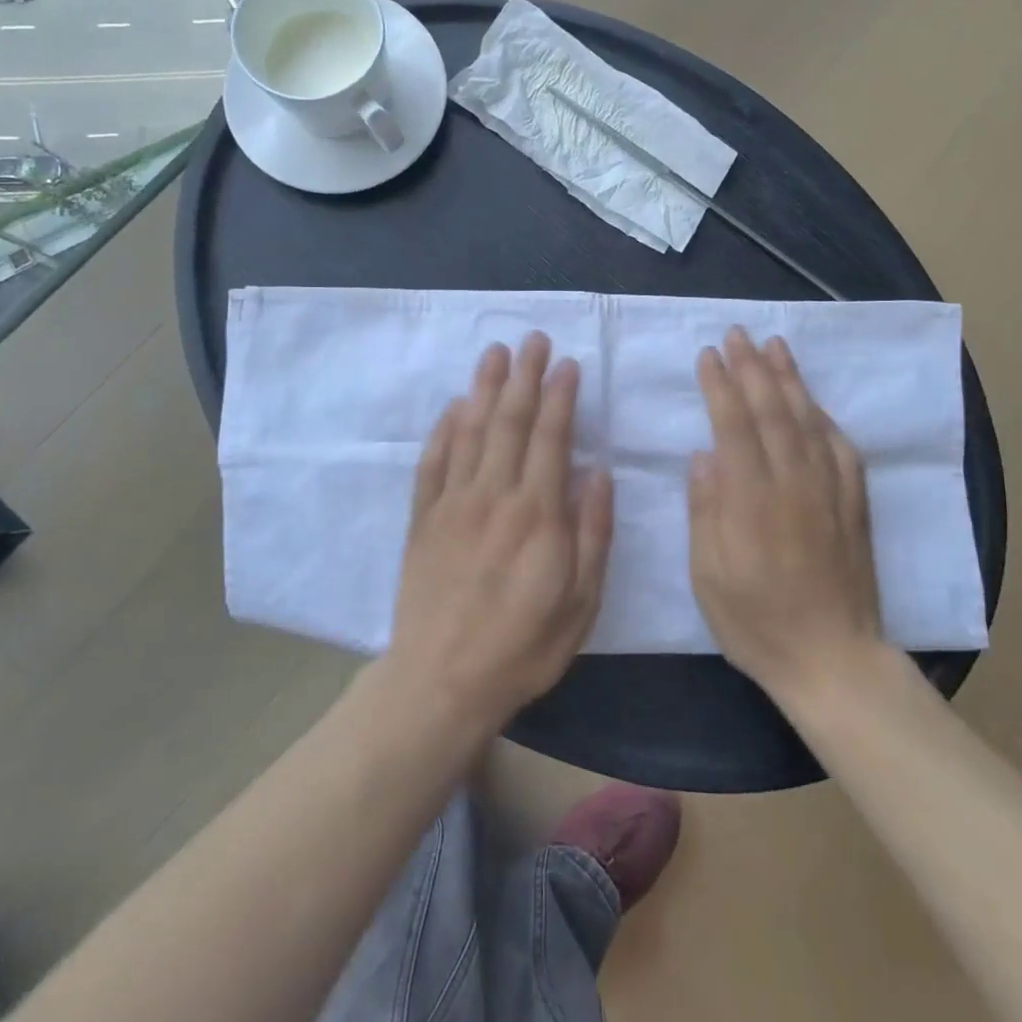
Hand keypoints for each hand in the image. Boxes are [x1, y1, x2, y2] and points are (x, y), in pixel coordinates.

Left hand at [388, 332, 612, 732]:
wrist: (441, 682)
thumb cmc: (522, 647)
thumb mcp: (580, 602)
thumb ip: (593, 532)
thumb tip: (598, 471)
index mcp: (537, 514)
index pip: (550, 438)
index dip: (560, 396)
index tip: (567, 363)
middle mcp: (493, 496)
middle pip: (508, 421)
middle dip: (523, 376)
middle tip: (532, 339)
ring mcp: (451, 504)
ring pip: (469, 431)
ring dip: (483, 388)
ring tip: (494, 352)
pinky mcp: (422, 519)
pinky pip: (432, 462)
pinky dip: (443, 429)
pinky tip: (452, 406)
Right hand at [689, 327, 883, 704]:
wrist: (834, 660)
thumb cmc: (757, 622)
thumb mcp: (710, 576)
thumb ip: (706, 511)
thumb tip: (704, 455)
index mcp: (753, 499)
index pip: (735, 426)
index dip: (720, 386)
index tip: (709, 355)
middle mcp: (794, 483)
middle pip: (772, 411)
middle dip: (752, 368)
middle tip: (737, 334)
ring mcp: (830, 491)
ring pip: (808, 420)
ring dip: (790, 379)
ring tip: (775, 346)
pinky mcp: (854, 505)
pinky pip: (842, 448)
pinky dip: (825, 418)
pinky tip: (815, 403)